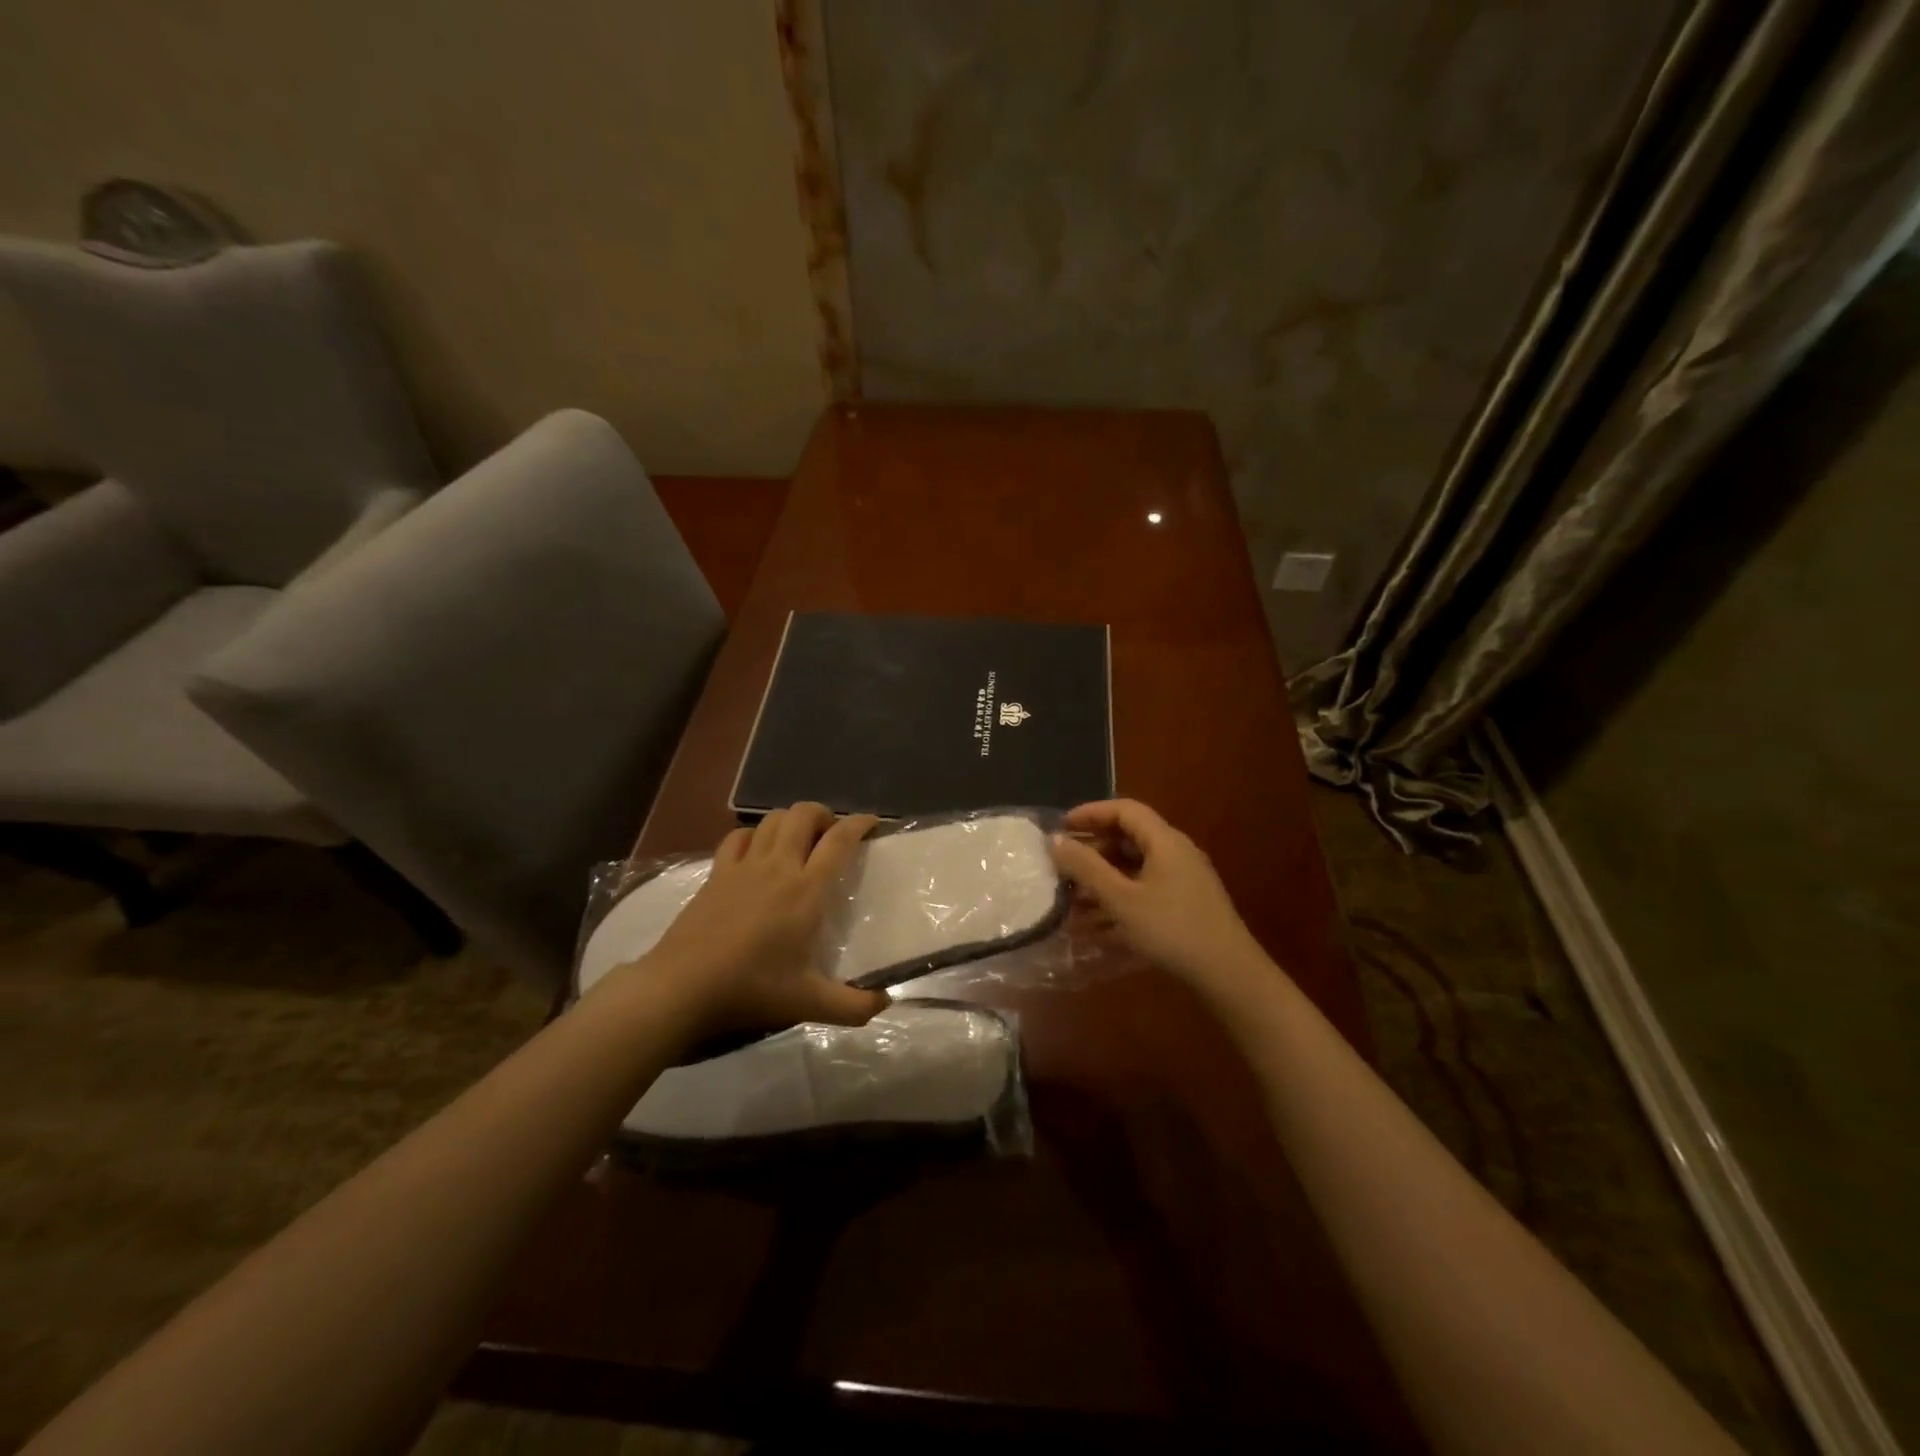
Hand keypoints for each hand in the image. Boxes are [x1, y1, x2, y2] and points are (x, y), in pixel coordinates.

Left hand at [641, 803, 887, 1039]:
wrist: (682, 987)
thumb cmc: (751, 989)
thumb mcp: (809, 1003)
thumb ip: (853, 1007)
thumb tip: (885, 1003)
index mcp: (807, 890)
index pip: (839, 840)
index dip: (859, 824)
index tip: (872, 822)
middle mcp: (778, 866)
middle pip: (804, 814)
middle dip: (824, 814)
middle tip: (833, 834)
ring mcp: (743, 866)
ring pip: (772, 819)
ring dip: (792, 820)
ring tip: (800, 839)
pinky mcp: (716, 873)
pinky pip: (738, 837)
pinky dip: (754, 834)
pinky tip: (757, 850)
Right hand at [1049, 799, 1275, 996]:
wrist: (1229, 974)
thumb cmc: (1172, 929)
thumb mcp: (1121, 899)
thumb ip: (1087, 868)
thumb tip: (1055, 840)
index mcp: (1165, 841)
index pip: (1124, 810)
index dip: (1091, 813)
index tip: (1062, 827)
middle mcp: (1176, 853)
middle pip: (1128, 838)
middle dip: (1092, 851)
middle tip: (1063, 867)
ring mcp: (1182, 880)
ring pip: (1134, 868)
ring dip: (1102, 880)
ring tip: (1070, 901)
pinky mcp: (1184, 904)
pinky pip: (1144, 890)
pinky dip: (1118, 899)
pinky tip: (1094, 926)